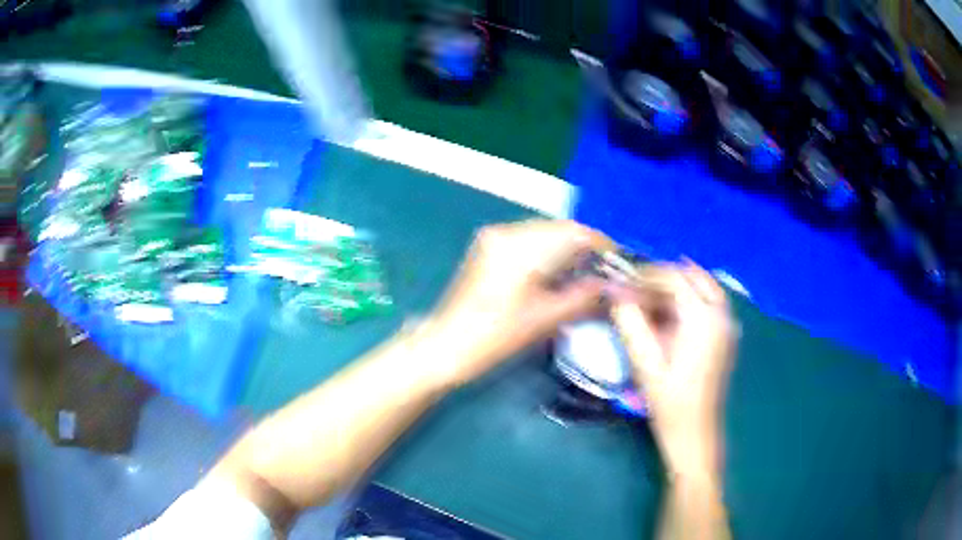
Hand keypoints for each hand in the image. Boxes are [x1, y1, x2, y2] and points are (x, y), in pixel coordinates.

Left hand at [427, 220, 613, 385]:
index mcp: (523, 246)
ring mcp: (495, 236)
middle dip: (586, 247)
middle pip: (560, 229)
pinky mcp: (489, 246)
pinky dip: (548, 251)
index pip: (575, 232)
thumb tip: (615, 285)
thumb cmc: (496, 336)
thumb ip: (584, 296)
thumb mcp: (546, 318)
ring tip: (584, 274)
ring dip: (567, 249)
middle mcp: (508, 231)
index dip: (602, 245)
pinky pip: (529, 240)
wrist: (446, 345)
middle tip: (605, 272)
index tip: (620, 263)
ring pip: (545, 232)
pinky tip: (557, 272)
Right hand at [610, 262, 736, 477]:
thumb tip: (614, 292)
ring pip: (704, 288)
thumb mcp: (645, 363)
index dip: (646, 275)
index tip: (622, 282)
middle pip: (693, 277)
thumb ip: (630, 322)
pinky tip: (670, 313)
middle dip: (663, 277)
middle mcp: (721, 315)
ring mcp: (727, 326)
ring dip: (677, 287)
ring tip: (649, 297)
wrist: (695, 434)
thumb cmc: (670, 402)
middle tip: (636, 287)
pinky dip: (689, 299)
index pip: (674, 278)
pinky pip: (710, 303)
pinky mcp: (726, 338)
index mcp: (703, 318)